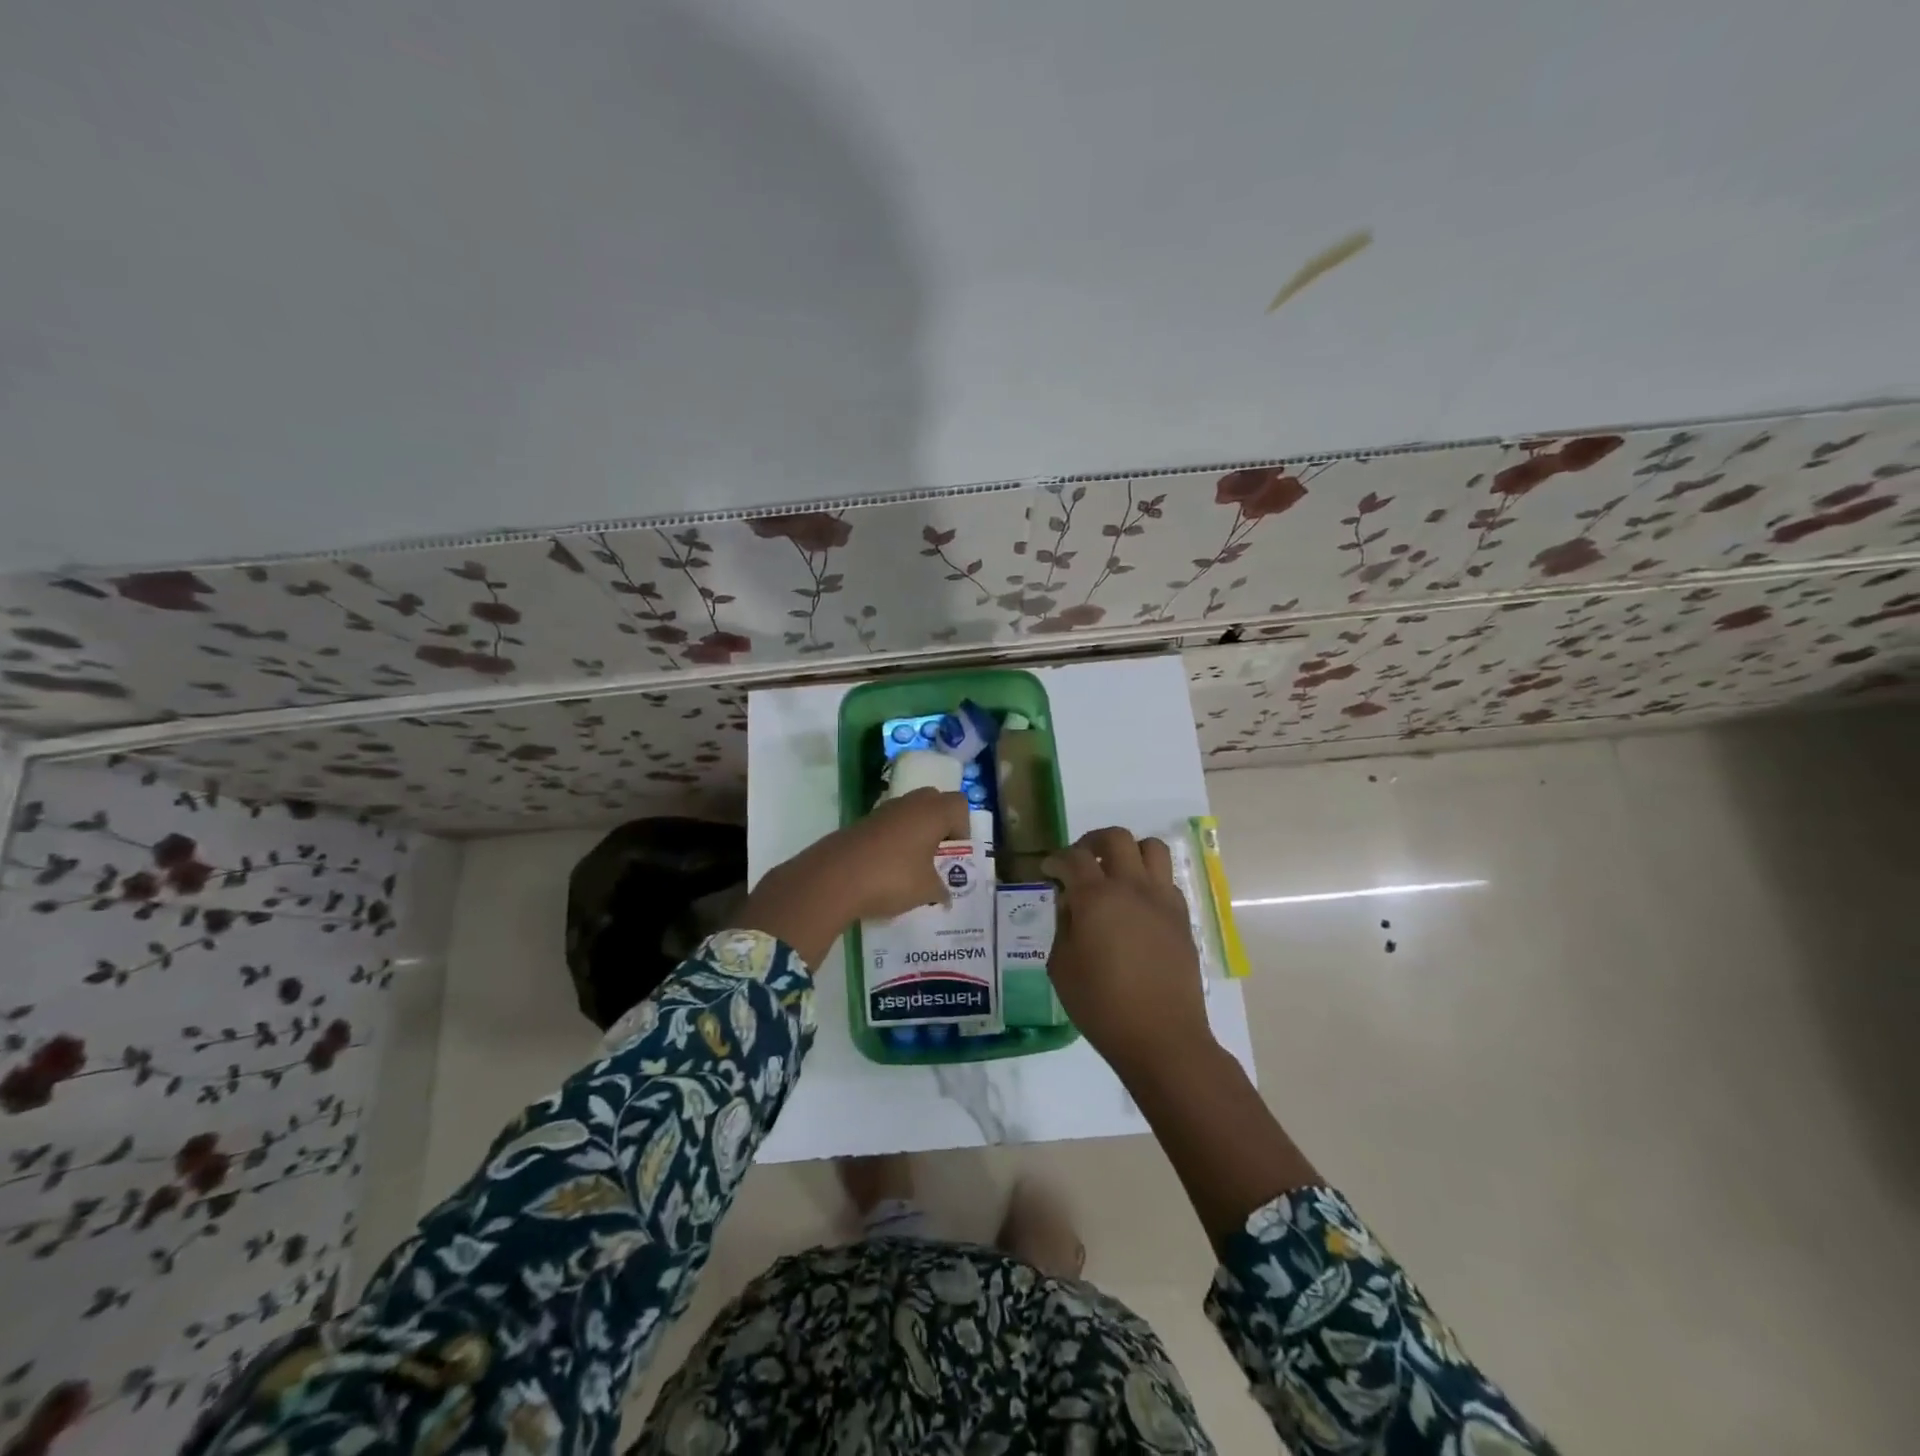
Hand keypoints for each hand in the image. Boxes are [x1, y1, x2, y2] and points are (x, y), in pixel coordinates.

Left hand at [740, 789, 969, 965]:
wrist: (833, 878)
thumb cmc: (891, 878)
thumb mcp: (926, 890)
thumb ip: (941, 889)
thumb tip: (945, 894)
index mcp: (932, 812)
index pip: (959, 805)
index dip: (962, 828)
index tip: (954, 855)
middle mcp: (909, 804)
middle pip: (934, 802)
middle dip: (939, 825)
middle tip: (936, 855)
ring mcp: (882, 811)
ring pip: (908, 813)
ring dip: (915, 833)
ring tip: (911, 866)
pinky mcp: (861, 823)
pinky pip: (887, 825)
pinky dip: (893, 840)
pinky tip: (886, 869)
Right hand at [1043, 827, 1215, 1084]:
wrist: (1161, 1036)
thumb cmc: (1101, 1005)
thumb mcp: (1062, 966)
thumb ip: (1063, 926)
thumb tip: (1071, 903)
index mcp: (1096, 897)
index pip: (1073, 858)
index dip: (1056, 859)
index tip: (1049, 870)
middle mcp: (1132, 887)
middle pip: (1115, 838)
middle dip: (1092, 841)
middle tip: (1080, 860)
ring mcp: (1162, 899)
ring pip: (1151, 847)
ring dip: (1129, 851)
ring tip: (1115, 872)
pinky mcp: (1182, 917)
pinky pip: (1166, 880)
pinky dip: (1148, 879)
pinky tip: (1136, 904)